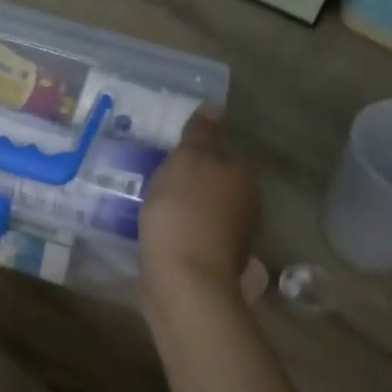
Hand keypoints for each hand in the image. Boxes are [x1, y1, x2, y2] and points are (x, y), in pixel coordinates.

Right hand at [140, 109, 258, 304]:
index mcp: (242, 176)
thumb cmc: (184, 213)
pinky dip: (176, 231)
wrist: (184, 283)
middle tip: (150, 174)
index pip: (220, 151)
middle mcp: (244, 205)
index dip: (193, 150)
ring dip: (181, 206)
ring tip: (147, 202)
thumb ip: (200, 135)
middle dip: (187, 179)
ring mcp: (230, 238)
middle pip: (213, 182)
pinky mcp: (209, 263)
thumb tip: (215, 107)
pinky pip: (190, 235)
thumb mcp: (187, 161)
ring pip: (202, 210)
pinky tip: (153, 231)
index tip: (164, 153)